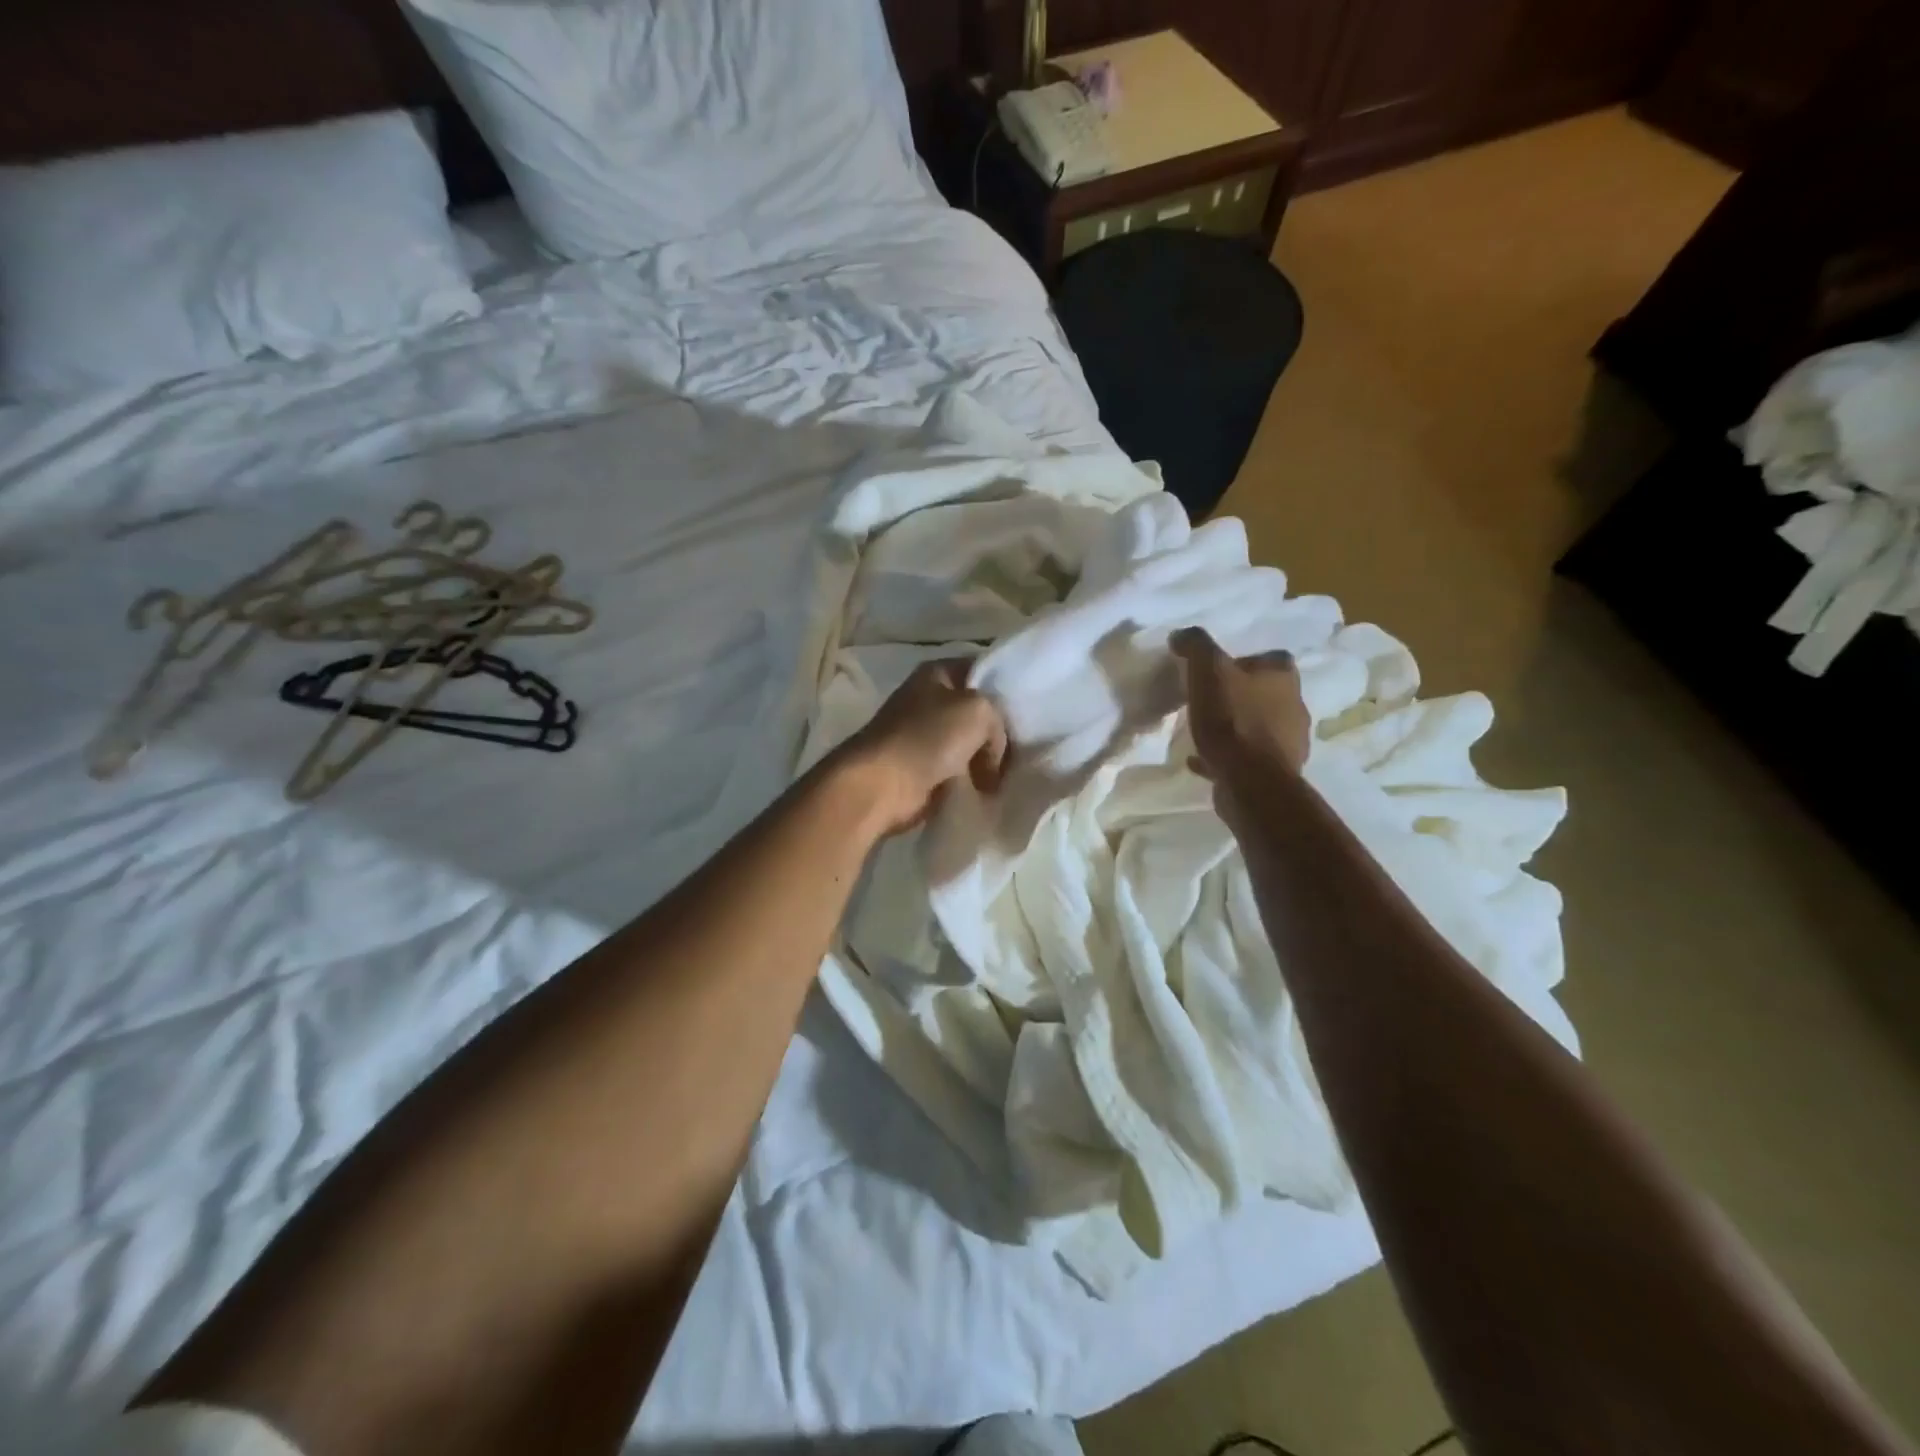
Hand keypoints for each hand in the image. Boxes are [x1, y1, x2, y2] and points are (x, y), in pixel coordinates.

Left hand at [834, 659, 1008, 836]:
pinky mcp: (923, 769)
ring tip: (1009, 773)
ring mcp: (924, 736)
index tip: (1031, 707)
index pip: (981, 670)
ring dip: (986, 761)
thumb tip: (991, 755)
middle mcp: (928, 700)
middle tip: (1025, 747)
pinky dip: (972, 781)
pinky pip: (959, 771)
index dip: (1006, 685)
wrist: (883, 785)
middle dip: (999, 730)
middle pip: (977, 711)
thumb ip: (998, 721)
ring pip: (970, 744)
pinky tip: (991, 789)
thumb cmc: (928, 736)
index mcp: (936, 673)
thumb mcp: (979, 710)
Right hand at [1173, 626, 1311, 785]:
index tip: (1218, 671)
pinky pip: (1247, 758)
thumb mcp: (1208, 670)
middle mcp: (1294, 707)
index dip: (1246, 662)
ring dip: (1236, 727)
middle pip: (1266, 694)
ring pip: (1259, 727)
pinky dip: (1227, 757)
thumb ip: (1196, 646)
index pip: (1272, 658)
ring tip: (1204, 732)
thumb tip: (1182, 635)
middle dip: (1241, 696)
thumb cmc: (1232, 719)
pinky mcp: (1275, 773)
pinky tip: (1201, 761)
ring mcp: (1288, 743)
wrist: (1250, 781)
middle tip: (1208, 700)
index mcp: (1284, 678)